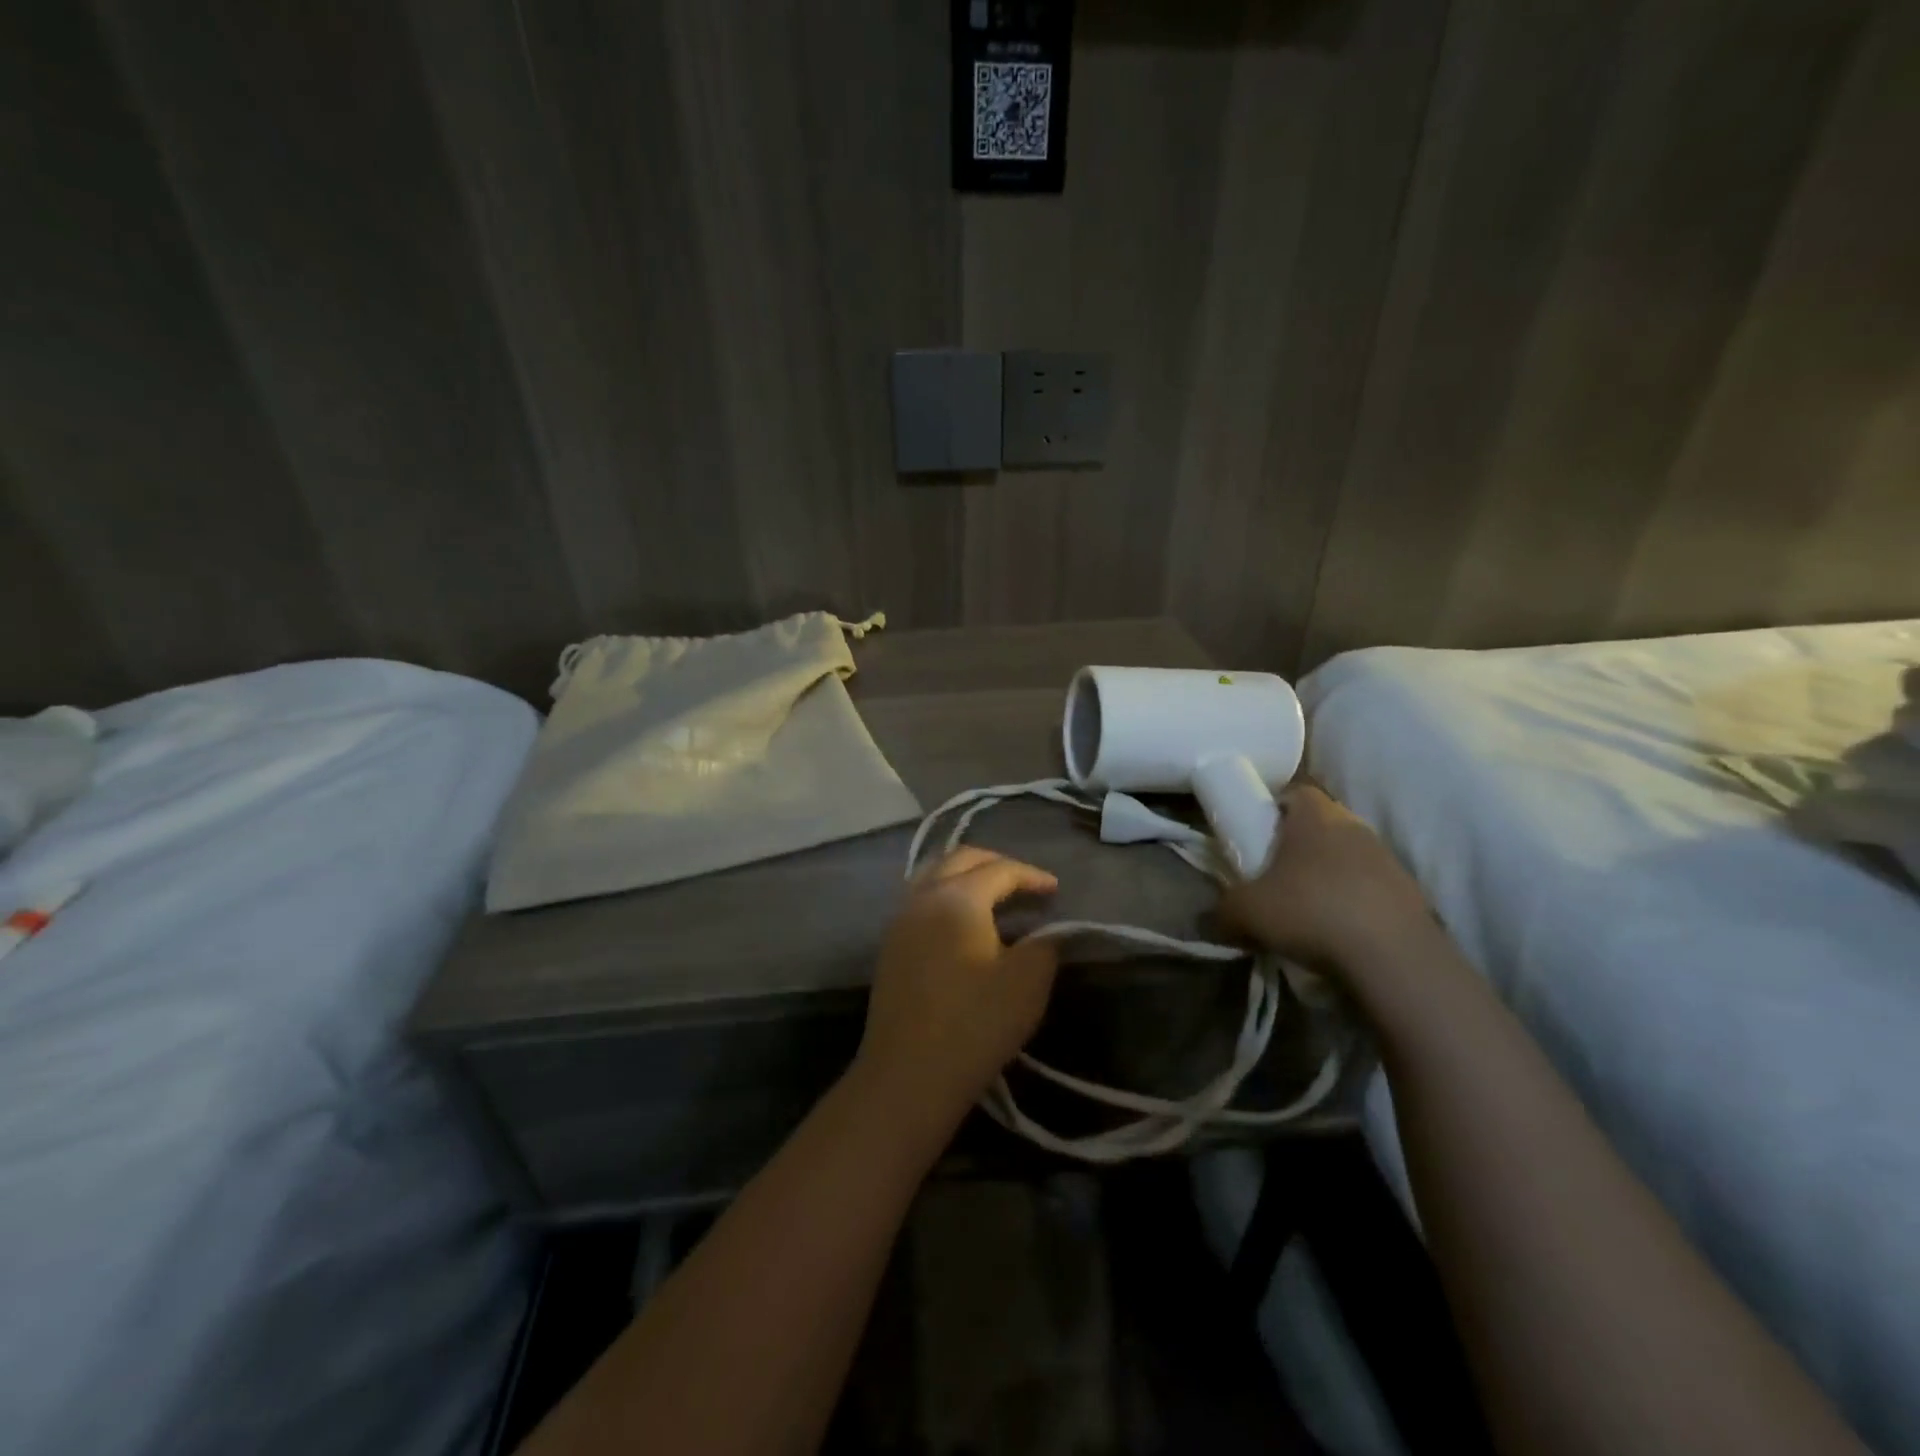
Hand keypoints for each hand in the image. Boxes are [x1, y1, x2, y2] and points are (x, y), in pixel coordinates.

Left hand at [855, 847, 1060, 1131]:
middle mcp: (923, 896)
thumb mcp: (1028, 983)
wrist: (908, 1074)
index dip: (1032, 875)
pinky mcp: (890, 946)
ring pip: (934, 875)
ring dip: (967, 877)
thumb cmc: (975, 1024)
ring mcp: (900, 920)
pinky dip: (947, 896)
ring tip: (996, 897)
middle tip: (1026, 884)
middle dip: (997, 864)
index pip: (999, 869)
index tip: (1056, 890)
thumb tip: (1045, 932)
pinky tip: (965, 923)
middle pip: (960, 859)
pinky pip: (921, 900)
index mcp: (957, 897)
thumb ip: (1045, 945)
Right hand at [1220, 784, 1433, 972]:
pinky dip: (1355, 903)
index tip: (1257, 836)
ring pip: (1349, 857)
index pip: (1295, 792)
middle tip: (1275, 875)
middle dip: (1299, 846)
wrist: (1393, 959)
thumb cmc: (1309, 912)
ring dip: (1329, 876)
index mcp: (1315, 815)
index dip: (1273, 809)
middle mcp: (1355, 826)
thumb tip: (1213, 917)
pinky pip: (1372, 889)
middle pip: (1322, 824)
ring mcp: (1389, 860)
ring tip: (1307, 909)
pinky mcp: (1411, 894)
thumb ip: (1222, 908)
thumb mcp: (1246, 912)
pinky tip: (1339, 932)